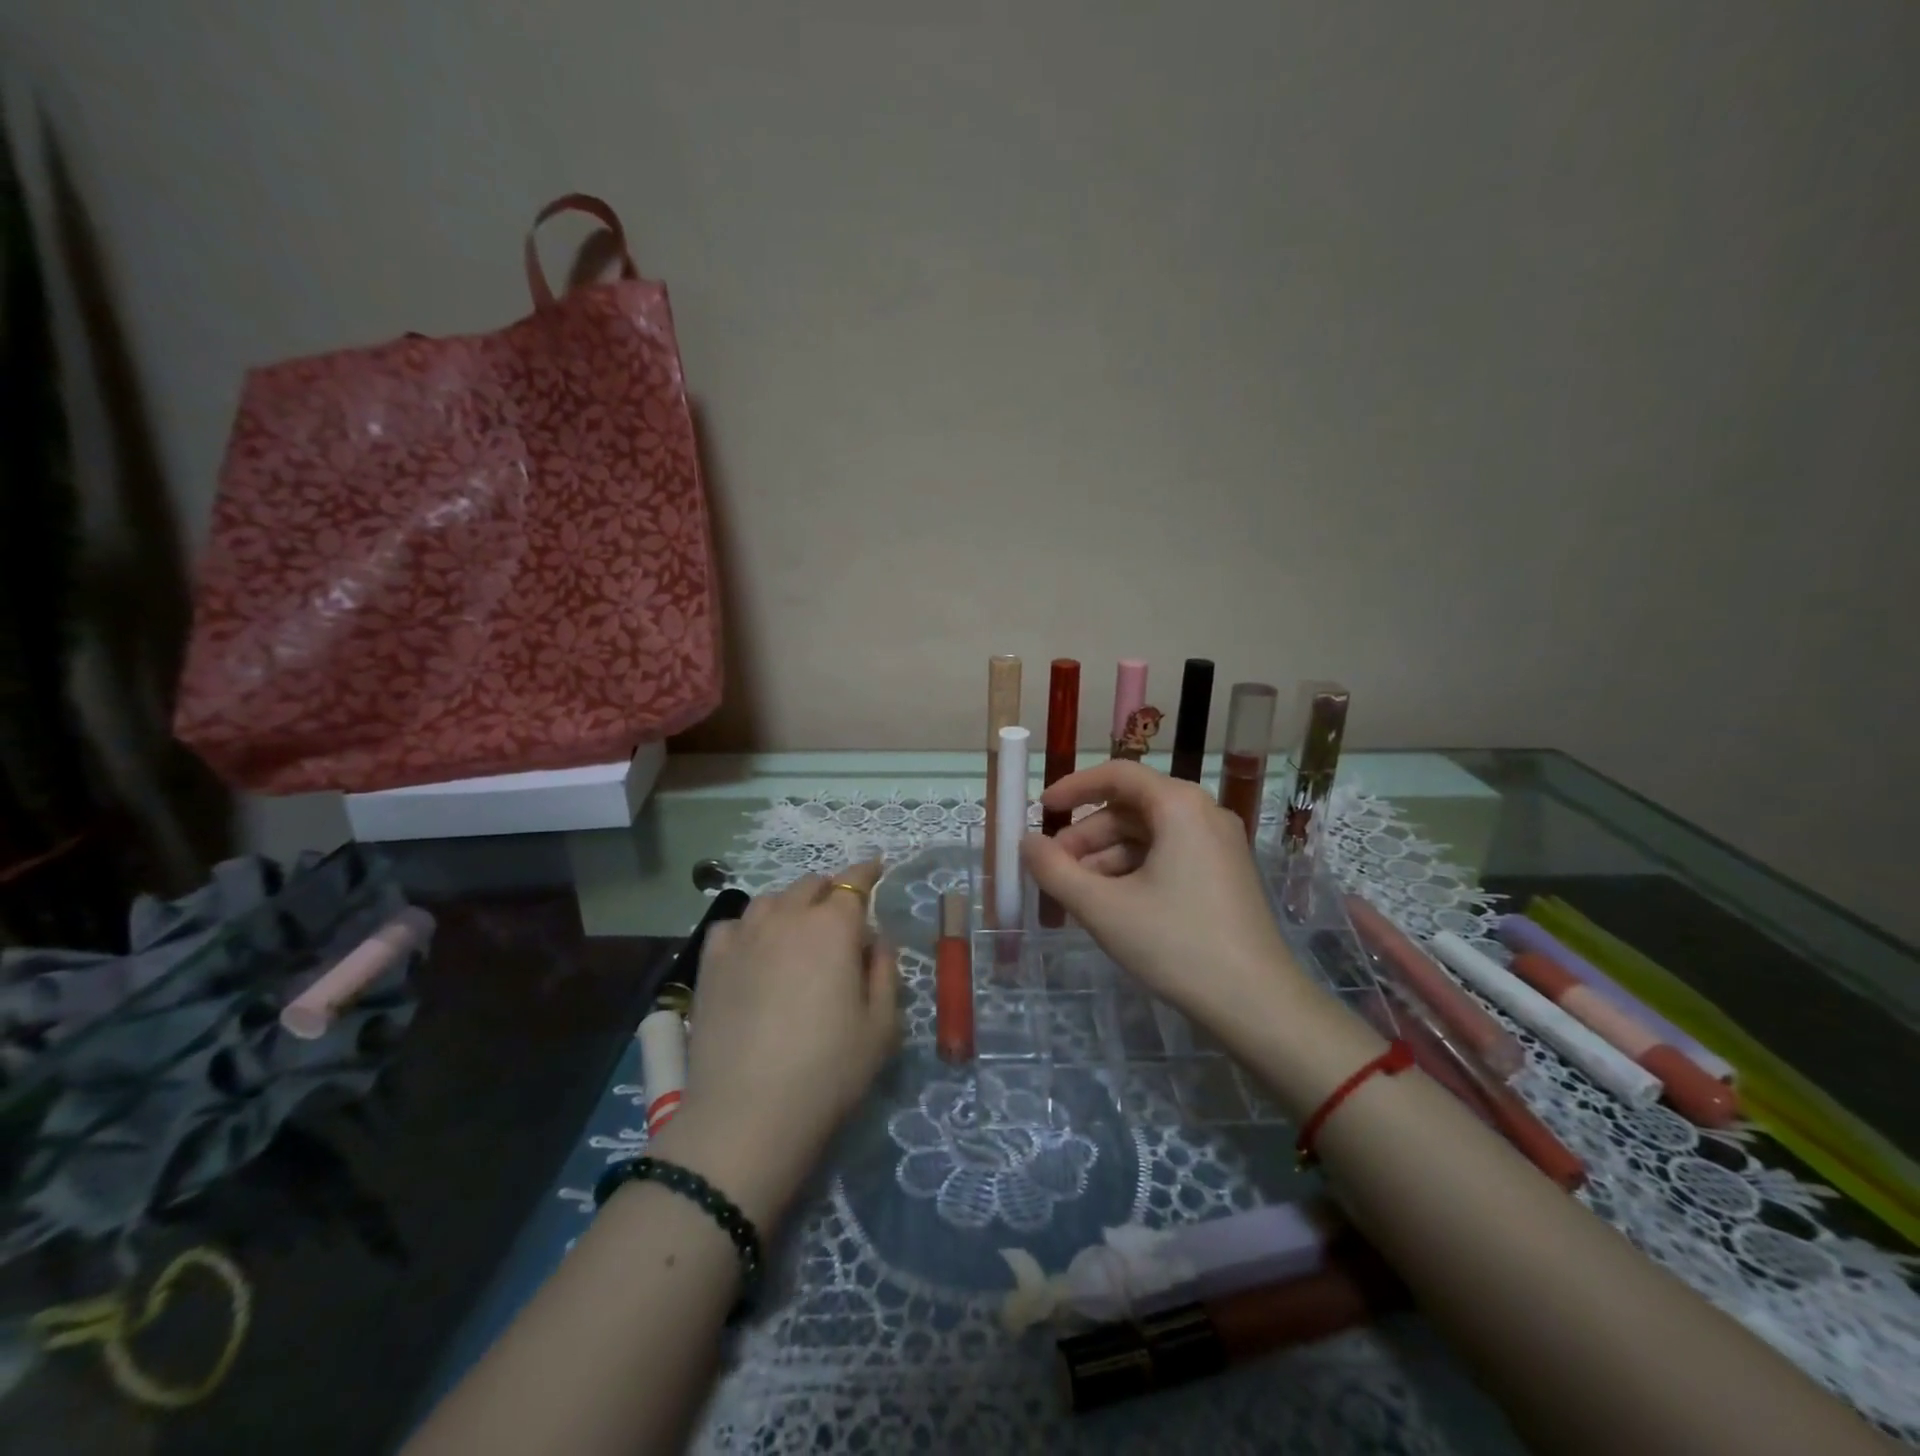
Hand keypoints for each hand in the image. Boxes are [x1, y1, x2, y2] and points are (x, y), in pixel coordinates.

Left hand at [654, 860, 898, 1225]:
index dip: (867, 872)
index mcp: (833, 928)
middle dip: (830, 890)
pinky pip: (734, 925)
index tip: (876, 866)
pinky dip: (750, 926)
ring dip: (791, 905)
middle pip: (811, 885)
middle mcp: (787, 918)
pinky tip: (754, 948)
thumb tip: (875, 940)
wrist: (747, 1114)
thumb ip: (885, 972)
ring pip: (771, 899)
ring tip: (797, 928)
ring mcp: (744, 936)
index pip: (854, 883)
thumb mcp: (881, 1026)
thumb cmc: (828, 1071)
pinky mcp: (711, 962)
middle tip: (840, 913)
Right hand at [1019, 762, 1314, 1032]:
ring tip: (1077, 894)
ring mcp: (1219, 845)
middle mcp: (1203, 813)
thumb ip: (1055, 870)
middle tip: (1054, 868)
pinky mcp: (1224, 874)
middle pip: (1131, 808)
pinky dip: (1133, 871)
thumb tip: (1026, 843)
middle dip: (1087, 835)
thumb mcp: (1103, 908)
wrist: (1257, 1004)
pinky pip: (1168, 856)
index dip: (1073, 788)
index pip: (1117, 775)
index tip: (1041, 809)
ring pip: (1148, 836)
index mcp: (1179, 806)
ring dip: (1106, 857)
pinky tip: (1111, 905)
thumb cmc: (1176, 944)